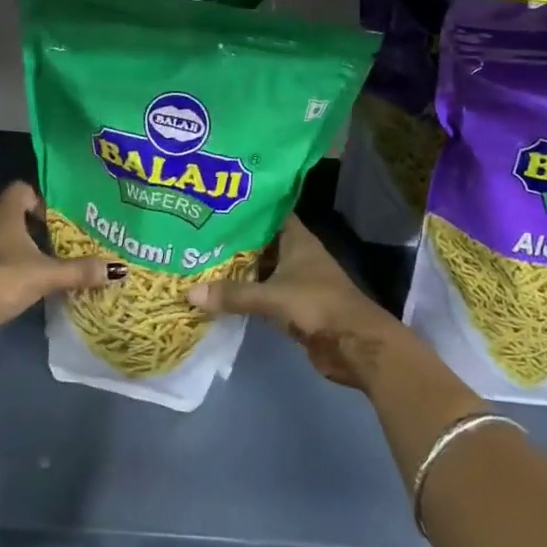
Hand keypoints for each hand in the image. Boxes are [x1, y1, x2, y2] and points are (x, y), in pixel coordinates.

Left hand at [0, 181, 111, 353]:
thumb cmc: (4, 279)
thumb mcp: (47, 274)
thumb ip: (80, 270)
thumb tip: (118, 269)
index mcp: (5, 214)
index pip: (22, 189)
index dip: (41, 197)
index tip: (62, 215)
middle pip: (16, 214)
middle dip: (40, 225)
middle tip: (66, 238)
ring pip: (7, 239)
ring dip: (27, 247)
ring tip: (54, 261)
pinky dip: (15, 267)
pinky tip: (33, 283)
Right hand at [188, 216, 401, 388]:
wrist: (355, 345)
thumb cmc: (318, 305)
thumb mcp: (272, 296)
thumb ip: (234, 294)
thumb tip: (190, 292)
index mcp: (297, 238)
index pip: (268, 211)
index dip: (246, 205)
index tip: (216, 201)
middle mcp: (296, 254)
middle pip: (261, 241)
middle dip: (234, 238)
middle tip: (198, 231)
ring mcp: (296, 280)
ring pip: (261, 267)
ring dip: (238, 267)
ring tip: (201, 258)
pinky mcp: (294, 305)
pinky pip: (263, 292)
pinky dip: (246, 291)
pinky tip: (220, 291)